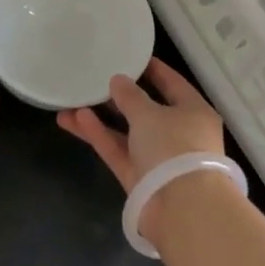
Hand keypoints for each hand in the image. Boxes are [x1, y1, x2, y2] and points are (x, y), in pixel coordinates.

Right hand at [56, 59, 227, 240]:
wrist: (181, 208)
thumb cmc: (174, 147)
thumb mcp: (150, 114)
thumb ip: (131, 96)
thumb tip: (118, 80)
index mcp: (194, 112)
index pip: (173, 84)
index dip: (153, 70)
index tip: (133, 57)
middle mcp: (178, 134)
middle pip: (146, 110)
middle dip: (119, 98)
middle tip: (94, 80)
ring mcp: (158, 158)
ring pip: (126, 133)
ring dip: (101, 119)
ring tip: (70, 102)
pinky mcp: (139, 178)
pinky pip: (117, 151)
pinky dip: (100, 136)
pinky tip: (75, 120)